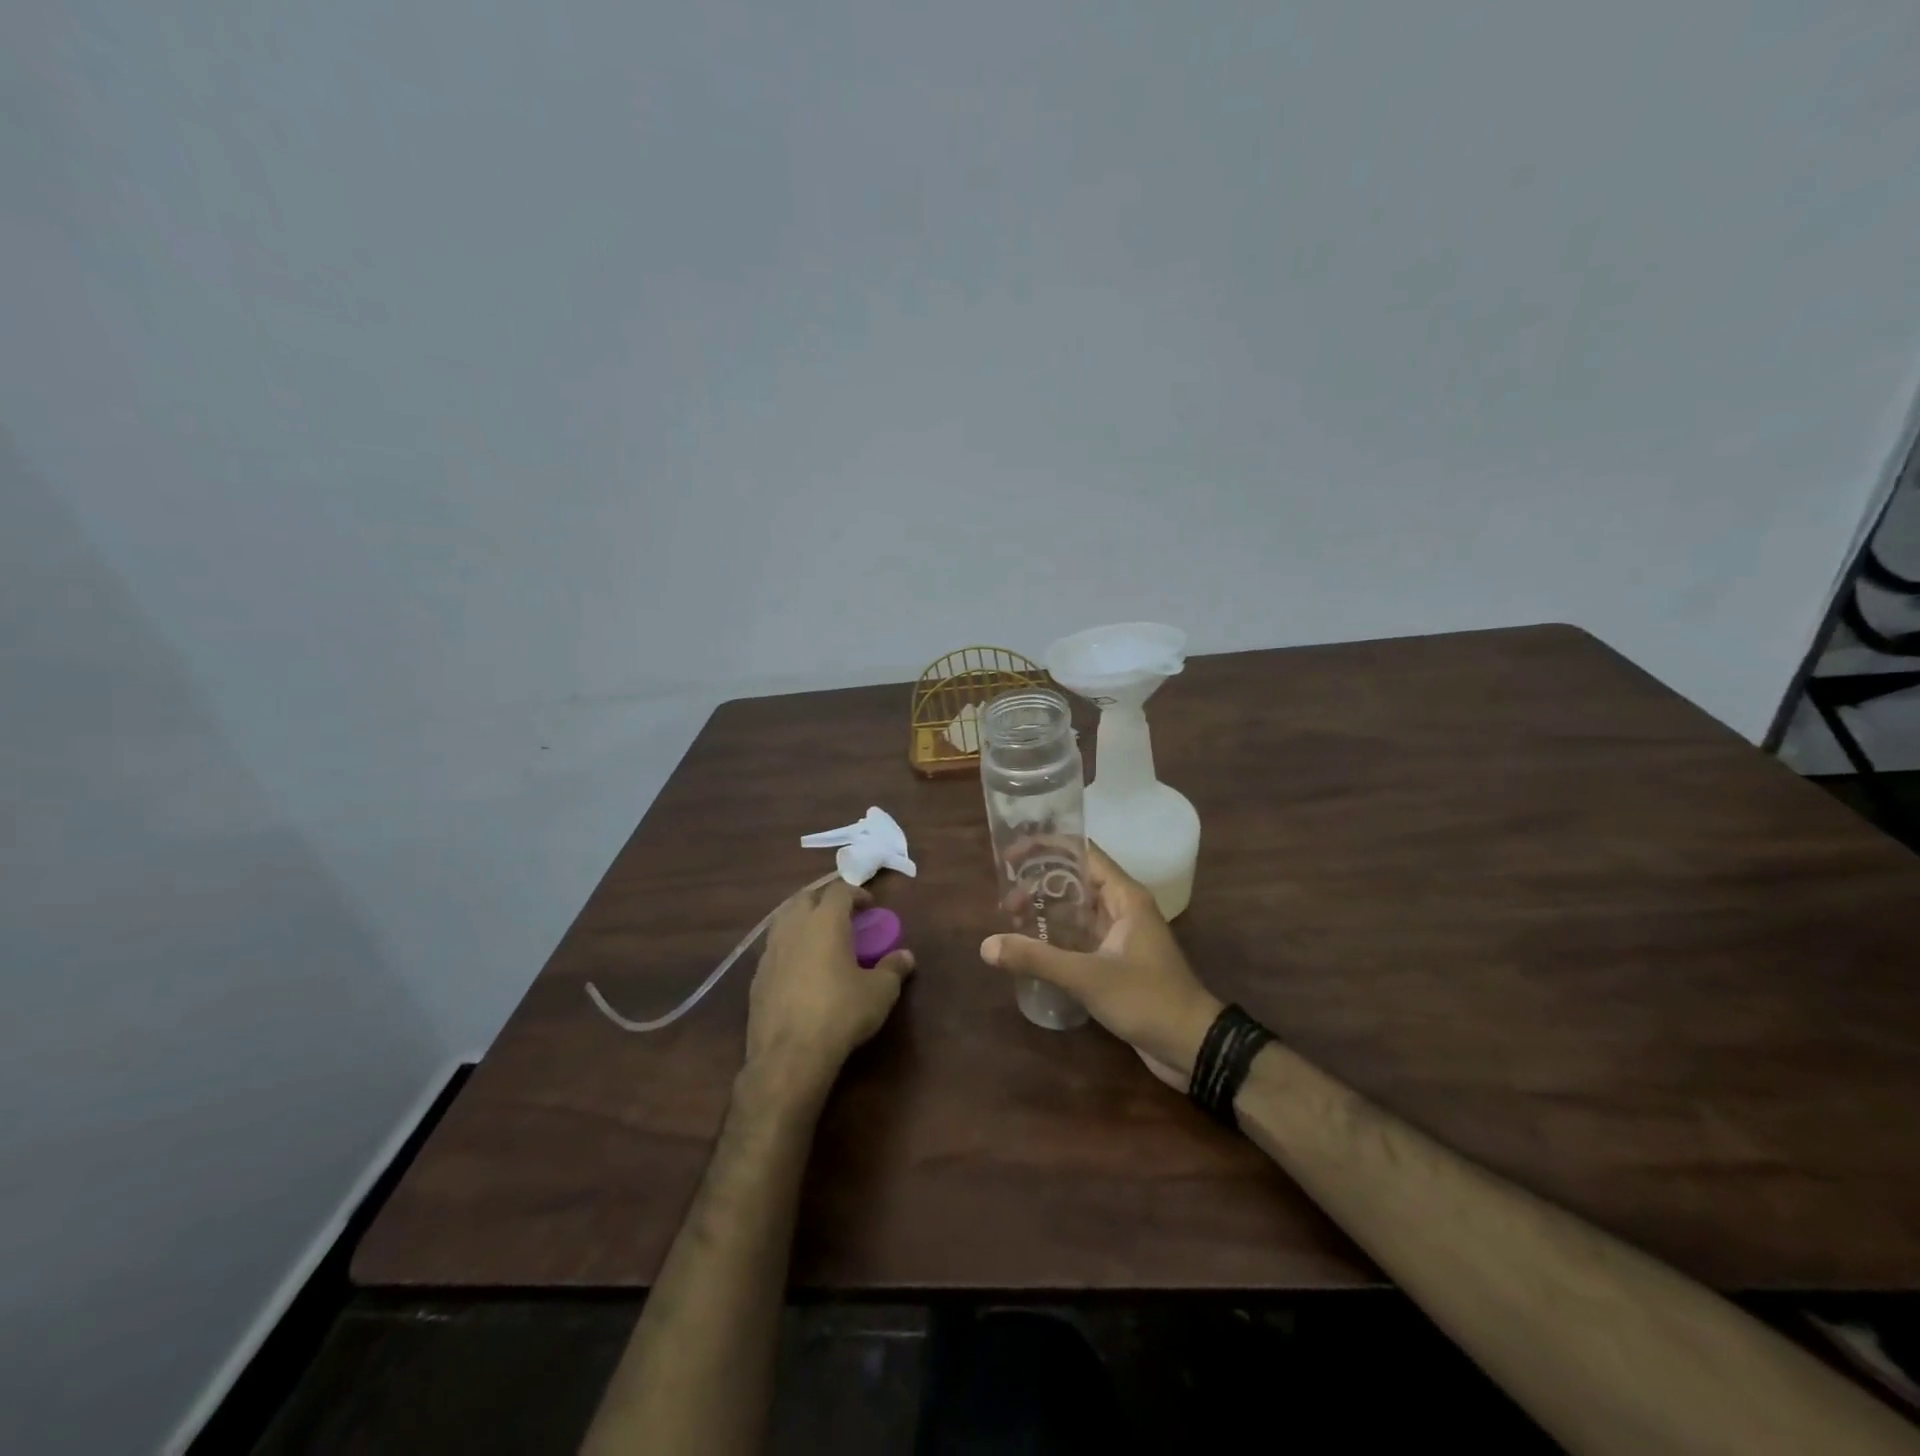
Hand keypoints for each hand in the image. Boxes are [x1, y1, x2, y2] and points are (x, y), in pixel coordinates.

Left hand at [744, 878, 913, 1108]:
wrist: (789, 1055)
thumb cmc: (841, 1013)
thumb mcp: (879, 992)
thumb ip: (893, 968)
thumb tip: (906, 956)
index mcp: (825, 921)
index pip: (839, 890)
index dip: (856, 892)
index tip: (870, 906)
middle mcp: (794, 927)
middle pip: (805, 897)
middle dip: (824, 899)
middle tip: (842, 915)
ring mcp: (770, 951)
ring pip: (784, 919)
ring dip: (802, 920)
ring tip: (819, 937)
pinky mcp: (757, 976)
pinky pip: (774, 948)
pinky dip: (789, 947)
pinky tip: (800, 968)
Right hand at [981, 845, 1221, 1088]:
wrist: (1192, 1046)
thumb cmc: (1147, 999)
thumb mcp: (1088, 977)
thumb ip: (1037, 958)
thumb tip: (986, 945)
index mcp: (1125, 896)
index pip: (1083, 853)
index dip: (1047, 848)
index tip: (1013, 857)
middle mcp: (1123, 908)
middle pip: (1076, 881)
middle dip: (1040, 885)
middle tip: (1005, 900)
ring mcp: (1120, 936)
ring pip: (1077, 912)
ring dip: (1046, 913)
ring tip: (1010, 921)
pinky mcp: (1116, 962)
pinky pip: (1080, 938)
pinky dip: (1056, 938)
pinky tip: (1031, 949)